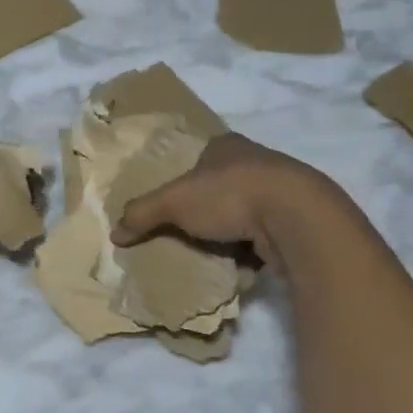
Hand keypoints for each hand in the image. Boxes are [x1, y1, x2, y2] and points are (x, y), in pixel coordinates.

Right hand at [112, 133, 328, 262]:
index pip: (202, 155)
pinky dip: (252, 251)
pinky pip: (266, 237)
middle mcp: (258, 162)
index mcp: (228, 146)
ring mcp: (282, 192)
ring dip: (231, 232)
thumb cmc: (230, 194)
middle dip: (208, 208)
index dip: (186, 177)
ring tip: (210, 252)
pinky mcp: (299, 221)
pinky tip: (239, 265)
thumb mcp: (174, 202)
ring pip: (246, 212)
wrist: (297, 219)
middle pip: (223, 185)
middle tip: (186, 231)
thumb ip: (142, 214)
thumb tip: (114, 234)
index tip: (174, 201)